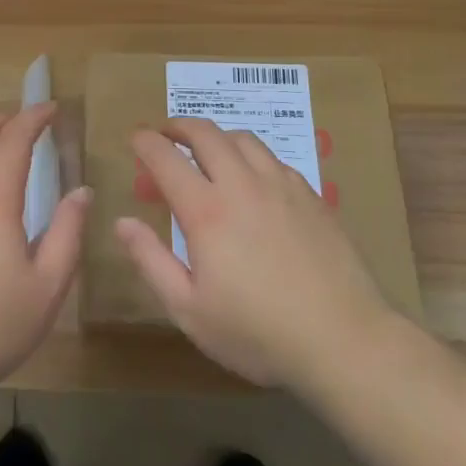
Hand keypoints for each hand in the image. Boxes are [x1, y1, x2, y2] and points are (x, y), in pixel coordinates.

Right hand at [117, 117, 389, 388]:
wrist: (343, 339)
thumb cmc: (258, 333)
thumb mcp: (190, 311)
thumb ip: (151, 261)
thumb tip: (122, 222)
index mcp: (206, 211)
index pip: (166, 157)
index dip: (145, 142)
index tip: (135, 138)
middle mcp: (241, 184)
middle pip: (205, 133)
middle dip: (178, 126)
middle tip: (166, 135)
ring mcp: (280, 185)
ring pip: (241, 138)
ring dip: (215, 136)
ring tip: (207, 150)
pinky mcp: (310, 194)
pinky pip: (272, 158)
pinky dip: (249, 155)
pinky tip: (251, 177)